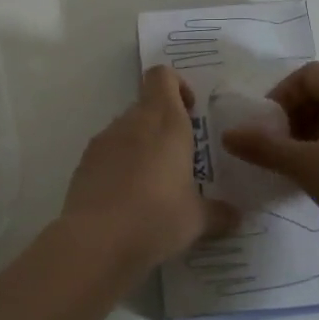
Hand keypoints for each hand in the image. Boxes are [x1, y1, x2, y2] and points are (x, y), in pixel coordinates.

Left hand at [60, 66, 235, 271]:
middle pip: (146, 105)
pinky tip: (128, 202)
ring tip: (154, 186)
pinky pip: (107, 155)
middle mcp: (132, 123)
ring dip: (141, 147)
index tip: (191, 112)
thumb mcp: (197, 220)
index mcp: (165, 122)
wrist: (95, 242)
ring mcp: (102, 142)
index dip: (177, 86)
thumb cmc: (157, 218)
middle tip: (180, 160)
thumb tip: (235, 216)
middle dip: (164, 125)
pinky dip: (118, 167)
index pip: (162, 76)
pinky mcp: (82, 165)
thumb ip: (218, 213)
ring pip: (125, 130)